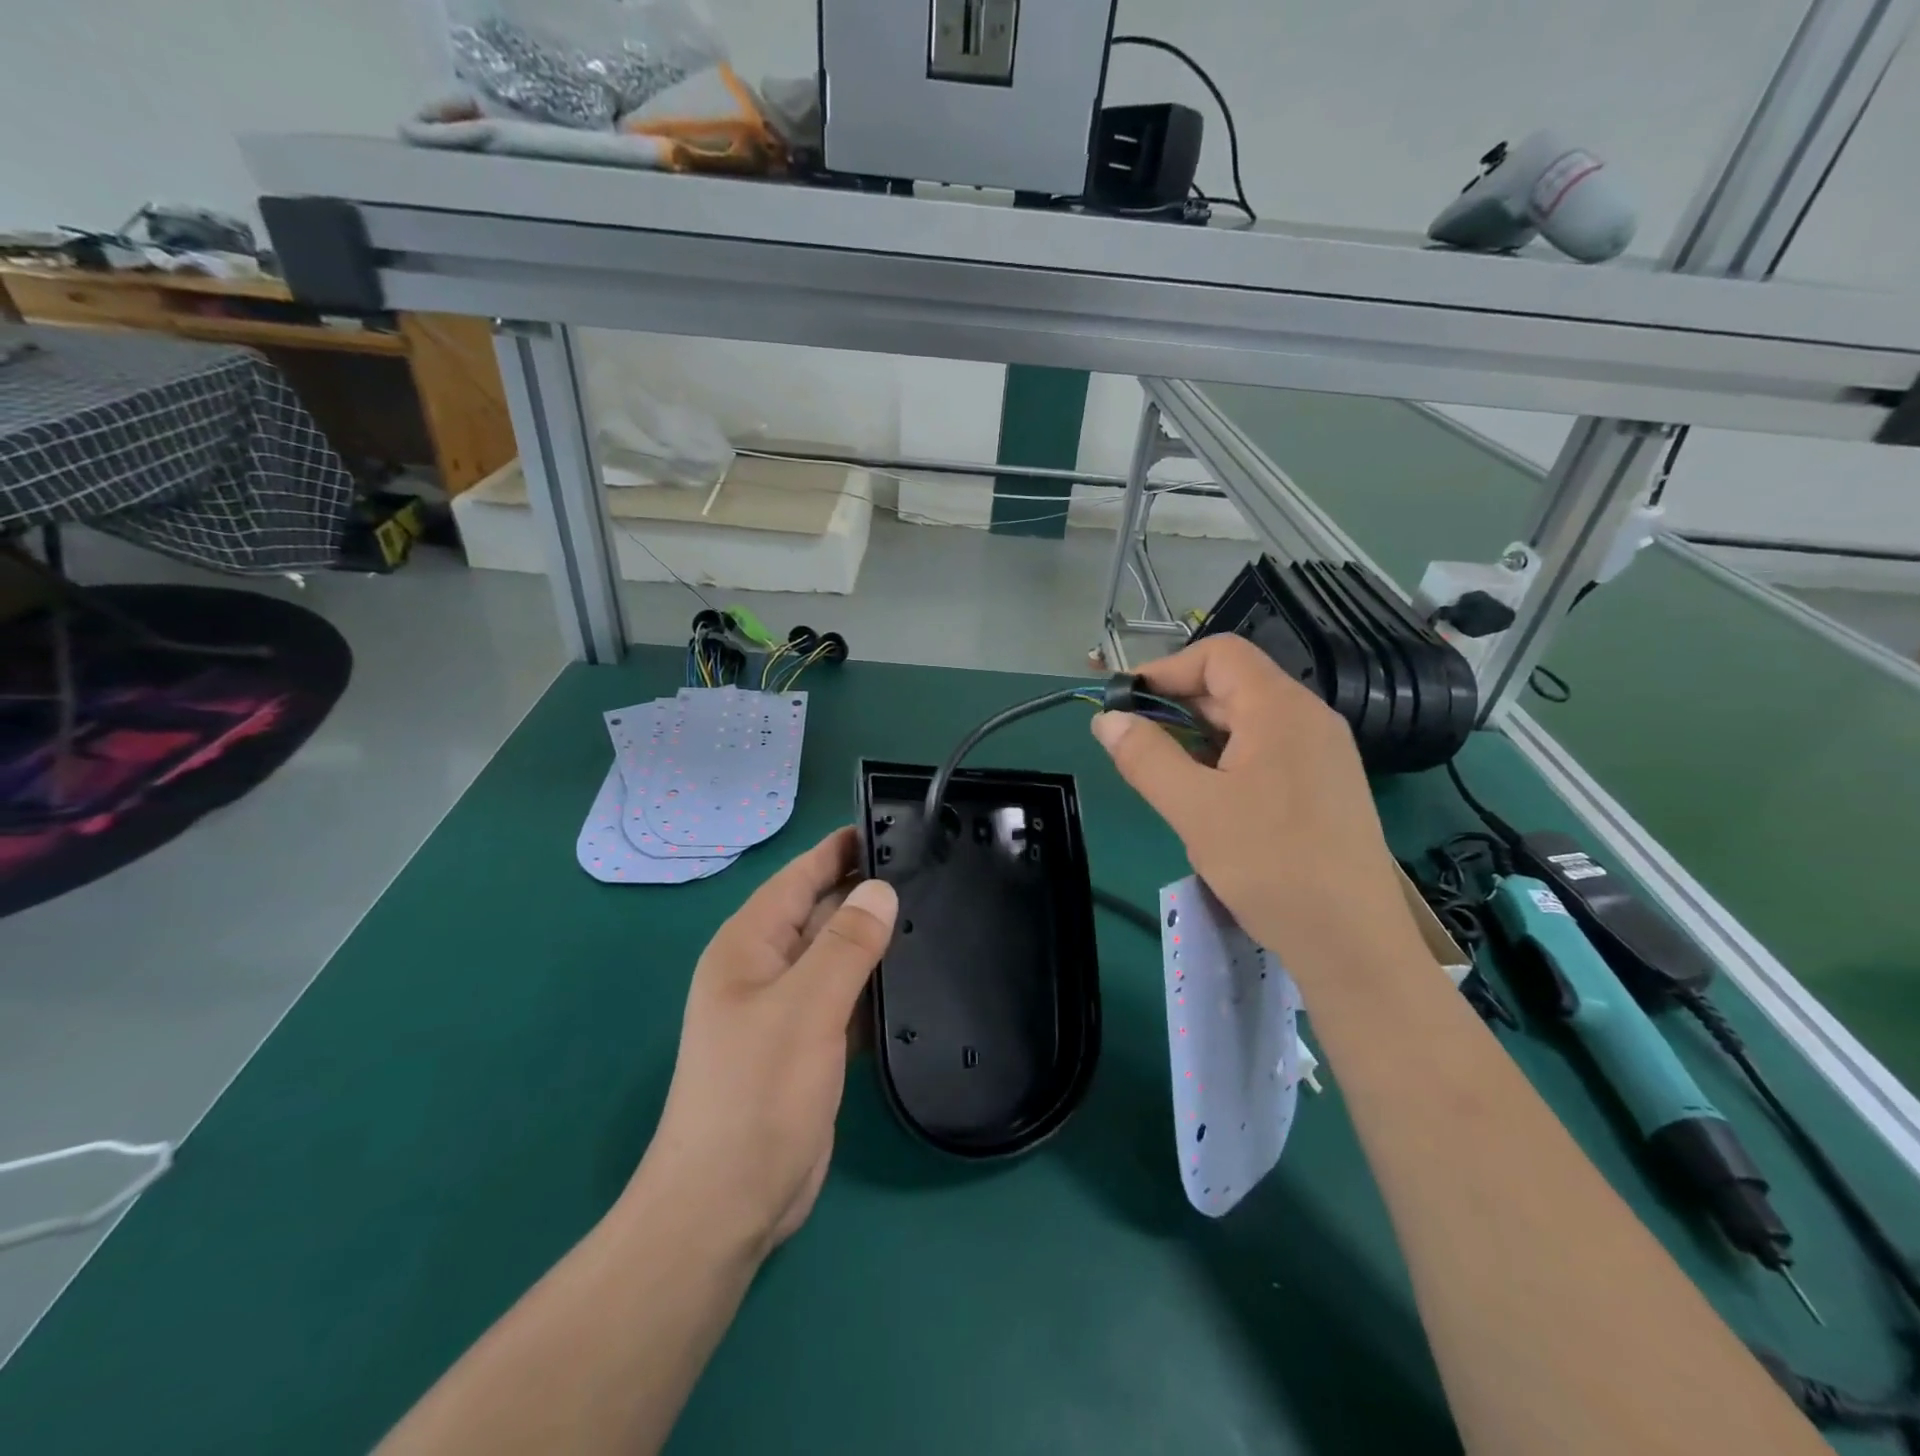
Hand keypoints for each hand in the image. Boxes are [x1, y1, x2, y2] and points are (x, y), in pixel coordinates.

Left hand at [632, 827, 896, 1259]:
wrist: (728, 1205)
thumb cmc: (756, 1094)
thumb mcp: (805, 1008)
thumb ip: (846, 944)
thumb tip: (880, 889)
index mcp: (749, 946)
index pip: (799, 878)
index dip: (840, 850)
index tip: (892, 827)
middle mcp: (766, 969)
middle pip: (822, 914)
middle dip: (868, 894)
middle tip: (932, 872)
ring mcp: (789, 1010)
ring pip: (839, 958)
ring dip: (877, 942)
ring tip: (936, 915)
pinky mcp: (811, 1046)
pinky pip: (849, 999)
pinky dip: (877, 988)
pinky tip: (918, 980)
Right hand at [1091, 635, 1422, 987]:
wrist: (1352, 942)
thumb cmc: (1270, 865)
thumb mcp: (1194, 808)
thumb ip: (1145, 756)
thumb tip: (1107, 720)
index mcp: (1280, 709)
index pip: (1219, 654)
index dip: (1166, 669)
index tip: (1126, 704)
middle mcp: (1308, 719)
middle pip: (1233, 685)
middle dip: (1177, 706)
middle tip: (1135, 745)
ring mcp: (1322, 753)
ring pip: (1248, 722)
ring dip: (1199, 736)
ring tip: (1167, 776)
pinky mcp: (1325, 787)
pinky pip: (1266, 752)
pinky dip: (1226, 760)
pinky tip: (1209, 801)